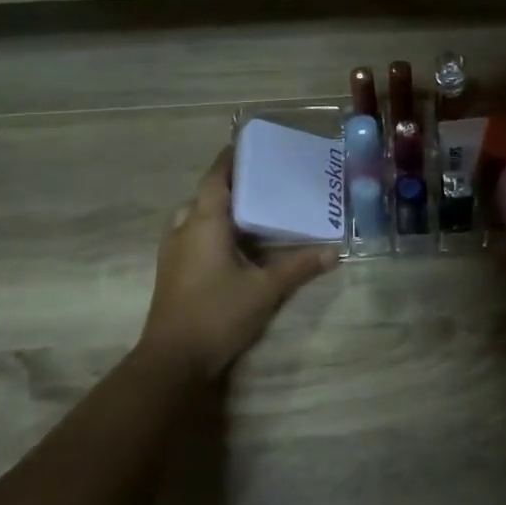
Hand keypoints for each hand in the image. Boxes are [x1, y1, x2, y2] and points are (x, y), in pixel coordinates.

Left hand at [141, 148, 335, 379]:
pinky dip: (211, 228)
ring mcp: (173, 251)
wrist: (173, 359)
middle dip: (230, 183)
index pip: (216, 177)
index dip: (231, 158)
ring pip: (195, 215)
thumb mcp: (266, 290)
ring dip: (219, 207)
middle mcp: (184, 229)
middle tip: (262, 179)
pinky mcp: (171, 270)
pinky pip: (192, 234)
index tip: (251, 144)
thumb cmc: (218, 314)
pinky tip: (234, 243)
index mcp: (204, 222)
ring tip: (250, 208)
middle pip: (205, 194)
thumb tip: (334, 252)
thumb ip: (298, 267)